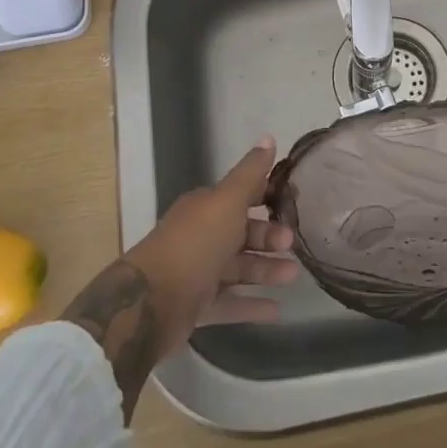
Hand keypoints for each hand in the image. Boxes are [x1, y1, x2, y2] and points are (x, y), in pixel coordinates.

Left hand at [125, 139, 299, 345]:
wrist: (150, 303)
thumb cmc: (194, 244)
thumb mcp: (227, 201)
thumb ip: (250, 173)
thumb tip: (269, 137)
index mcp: (206, 208)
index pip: (242, 196)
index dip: (268, 196)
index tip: (295, 202)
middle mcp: (201, 237)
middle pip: (242, 234)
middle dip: (269, 237)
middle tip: (293, 244)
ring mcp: (197, 273)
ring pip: (238, 268)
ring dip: (266, 270)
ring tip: (293, 276)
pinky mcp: (196, 306)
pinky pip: (230, 303)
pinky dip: (252, 306)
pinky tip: (277, 310)